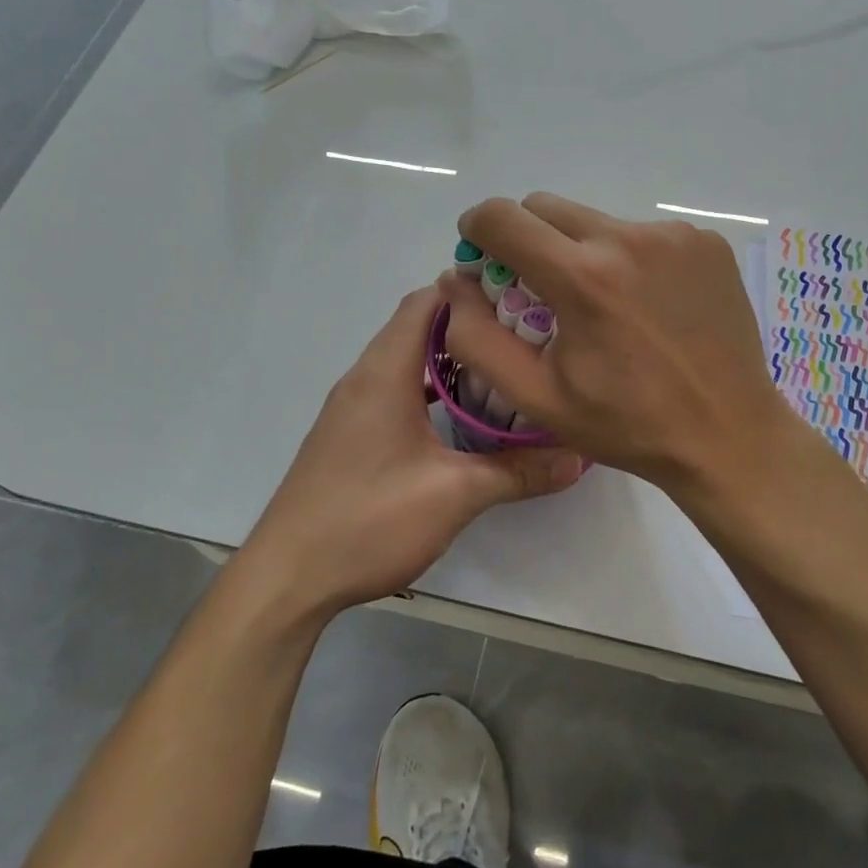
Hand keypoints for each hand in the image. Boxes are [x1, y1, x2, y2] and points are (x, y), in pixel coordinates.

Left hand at [238, 286, 584, 616]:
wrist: (288, 578)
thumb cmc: (368, 520)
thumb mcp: (454, 495)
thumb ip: (519, 471)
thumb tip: (579, 456)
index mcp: (384, 372)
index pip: (426, 300)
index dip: (471, 289)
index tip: (521, 295)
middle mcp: (364, 378)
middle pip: (418, 326)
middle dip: (471, 324)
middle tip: (526, 334)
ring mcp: (352, 408)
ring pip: (407, 361)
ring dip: (451, 360)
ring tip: (504, 370)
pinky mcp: (349, 435)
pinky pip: (395, 390)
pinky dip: (429, 389)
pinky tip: (461, 417)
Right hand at [441, 193, 791, 492]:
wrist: (729, 435)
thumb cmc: (627, 425)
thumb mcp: (538, 397)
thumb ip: (479, 338)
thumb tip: (455, 281)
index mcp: (583, 277)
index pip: (503, 217)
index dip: (478, 231)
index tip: (480, 256)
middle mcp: (629, 238)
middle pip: (547, 209)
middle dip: (527, 240)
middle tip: (539, 290)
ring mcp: (675, 236)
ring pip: (597, 221)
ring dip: (581, 251)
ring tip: (604, 308)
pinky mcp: (707, 242)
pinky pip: (645, 234)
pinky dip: (630, 259)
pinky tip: (647, 306)